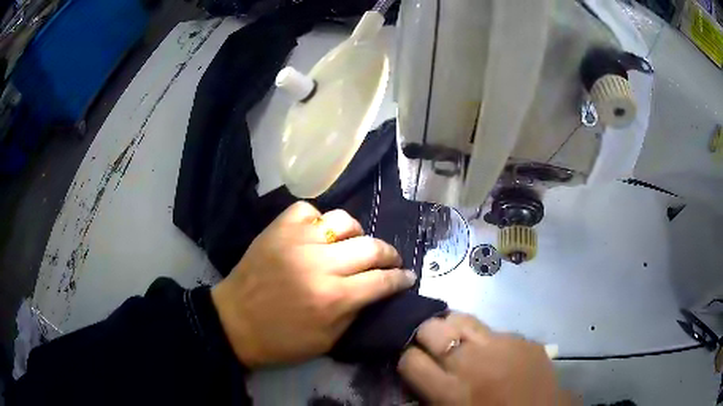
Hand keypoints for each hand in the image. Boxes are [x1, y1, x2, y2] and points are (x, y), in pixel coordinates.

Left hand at [212, 202, 416, 367]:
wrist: (234, 323)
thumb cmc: (282, 340)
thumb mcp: (328, 341)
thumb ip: (356, 312)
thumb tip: (376, 290)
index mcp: (333, 298)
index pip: (382, 280)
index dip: (401, 279)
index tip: (408, 277)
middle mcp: (319, 264)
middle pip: (371, 247)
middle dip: (389, 254)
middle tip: (391, 261)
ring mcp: (297, 241)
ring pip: (343, 221)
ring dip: (357, 234)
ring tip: (354, 244)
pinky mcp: (278, 229)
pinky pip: (308, 211)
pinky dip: (318, 220)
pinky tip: (318, 234)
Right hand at [398, 313, 571, 404]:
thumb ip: (429, 394)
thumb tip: (416, 371)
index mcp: (450, 391)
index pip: (410, 360)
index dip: (407, 359)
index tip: (413, 363)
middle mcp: (472, 362)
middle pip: (431, 329)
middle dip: (423, 335)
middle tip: (429, 346)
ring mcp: (501, 345)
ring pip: (460, 317)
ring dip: (450, 327)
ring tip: (453, 338)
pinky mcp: (523, 338)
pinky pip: (492, 329)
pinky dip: (482, 337)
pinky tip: (489, 350)